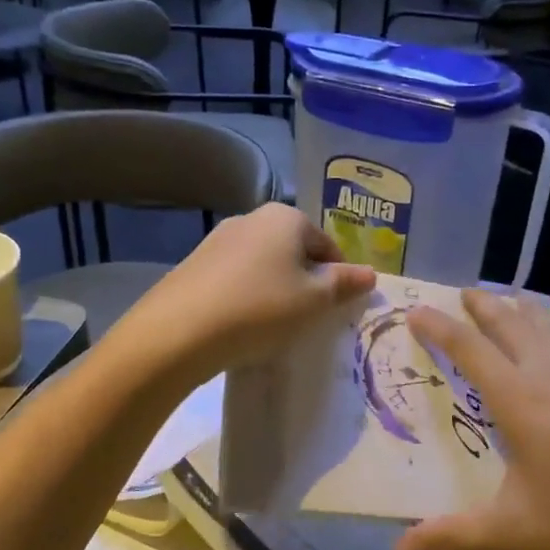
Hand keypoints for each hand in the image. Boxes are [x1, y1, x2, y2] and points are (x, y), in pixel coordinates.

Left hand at [123, 204, 374, 377]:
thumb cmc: (261, 309)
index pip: (327, 246)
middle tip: (307, 318)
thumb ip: (344, 284)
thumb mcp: (314, 301)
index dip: (339, 278)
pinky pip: (236, 276)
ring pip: (264, 263)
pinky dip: (247, 294)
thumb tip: (370, 273)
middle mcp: (252, 218)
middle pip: (294, 251)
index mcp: (286, 218)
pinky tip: (242, 323)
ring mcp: (219, 238)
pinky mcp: (195, 263)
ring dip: (275, 288)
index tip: (336, 309)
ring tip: (273, 324)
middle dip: (305, 281)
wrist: (179, 331)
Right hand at [392, 291, 549, 549]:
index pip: (468, 349)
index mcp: (519, 398)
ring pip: (548, 327)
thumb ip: (455, 537)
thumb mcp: (516, 530)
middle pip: (510, 323)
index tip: (415, 311)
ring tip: (510, 302)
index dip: (439, 328)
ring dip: (522, 311)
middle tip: (462, 292)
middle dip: (482, 305)